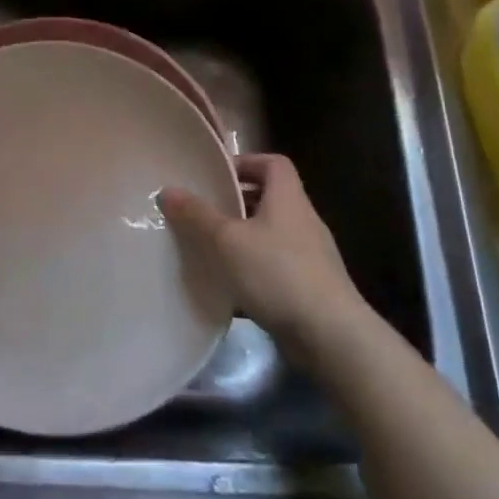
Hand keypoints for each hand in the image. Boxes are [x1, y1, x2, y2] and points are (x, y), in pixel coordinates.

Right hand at [158, 153, 364, 346]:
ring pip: (271, 234)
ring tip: (211, 249)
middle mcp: (304, 221)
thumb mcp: (227, 240)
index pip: (273, 163)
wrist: (331, 336)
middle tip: (204, 212)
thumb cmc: (277, 273)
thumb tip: (167, 190)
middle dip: (236, 203)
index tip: (216, 176)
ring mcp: (311, 256)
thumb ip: (197, 214)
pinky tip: (231, 286)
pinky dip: (253, 269)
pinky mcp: (311, 287)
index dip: (246, 162)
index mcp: (288, 199)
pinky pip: (276, 266)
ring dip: (243, 238)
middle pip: (270, 198)